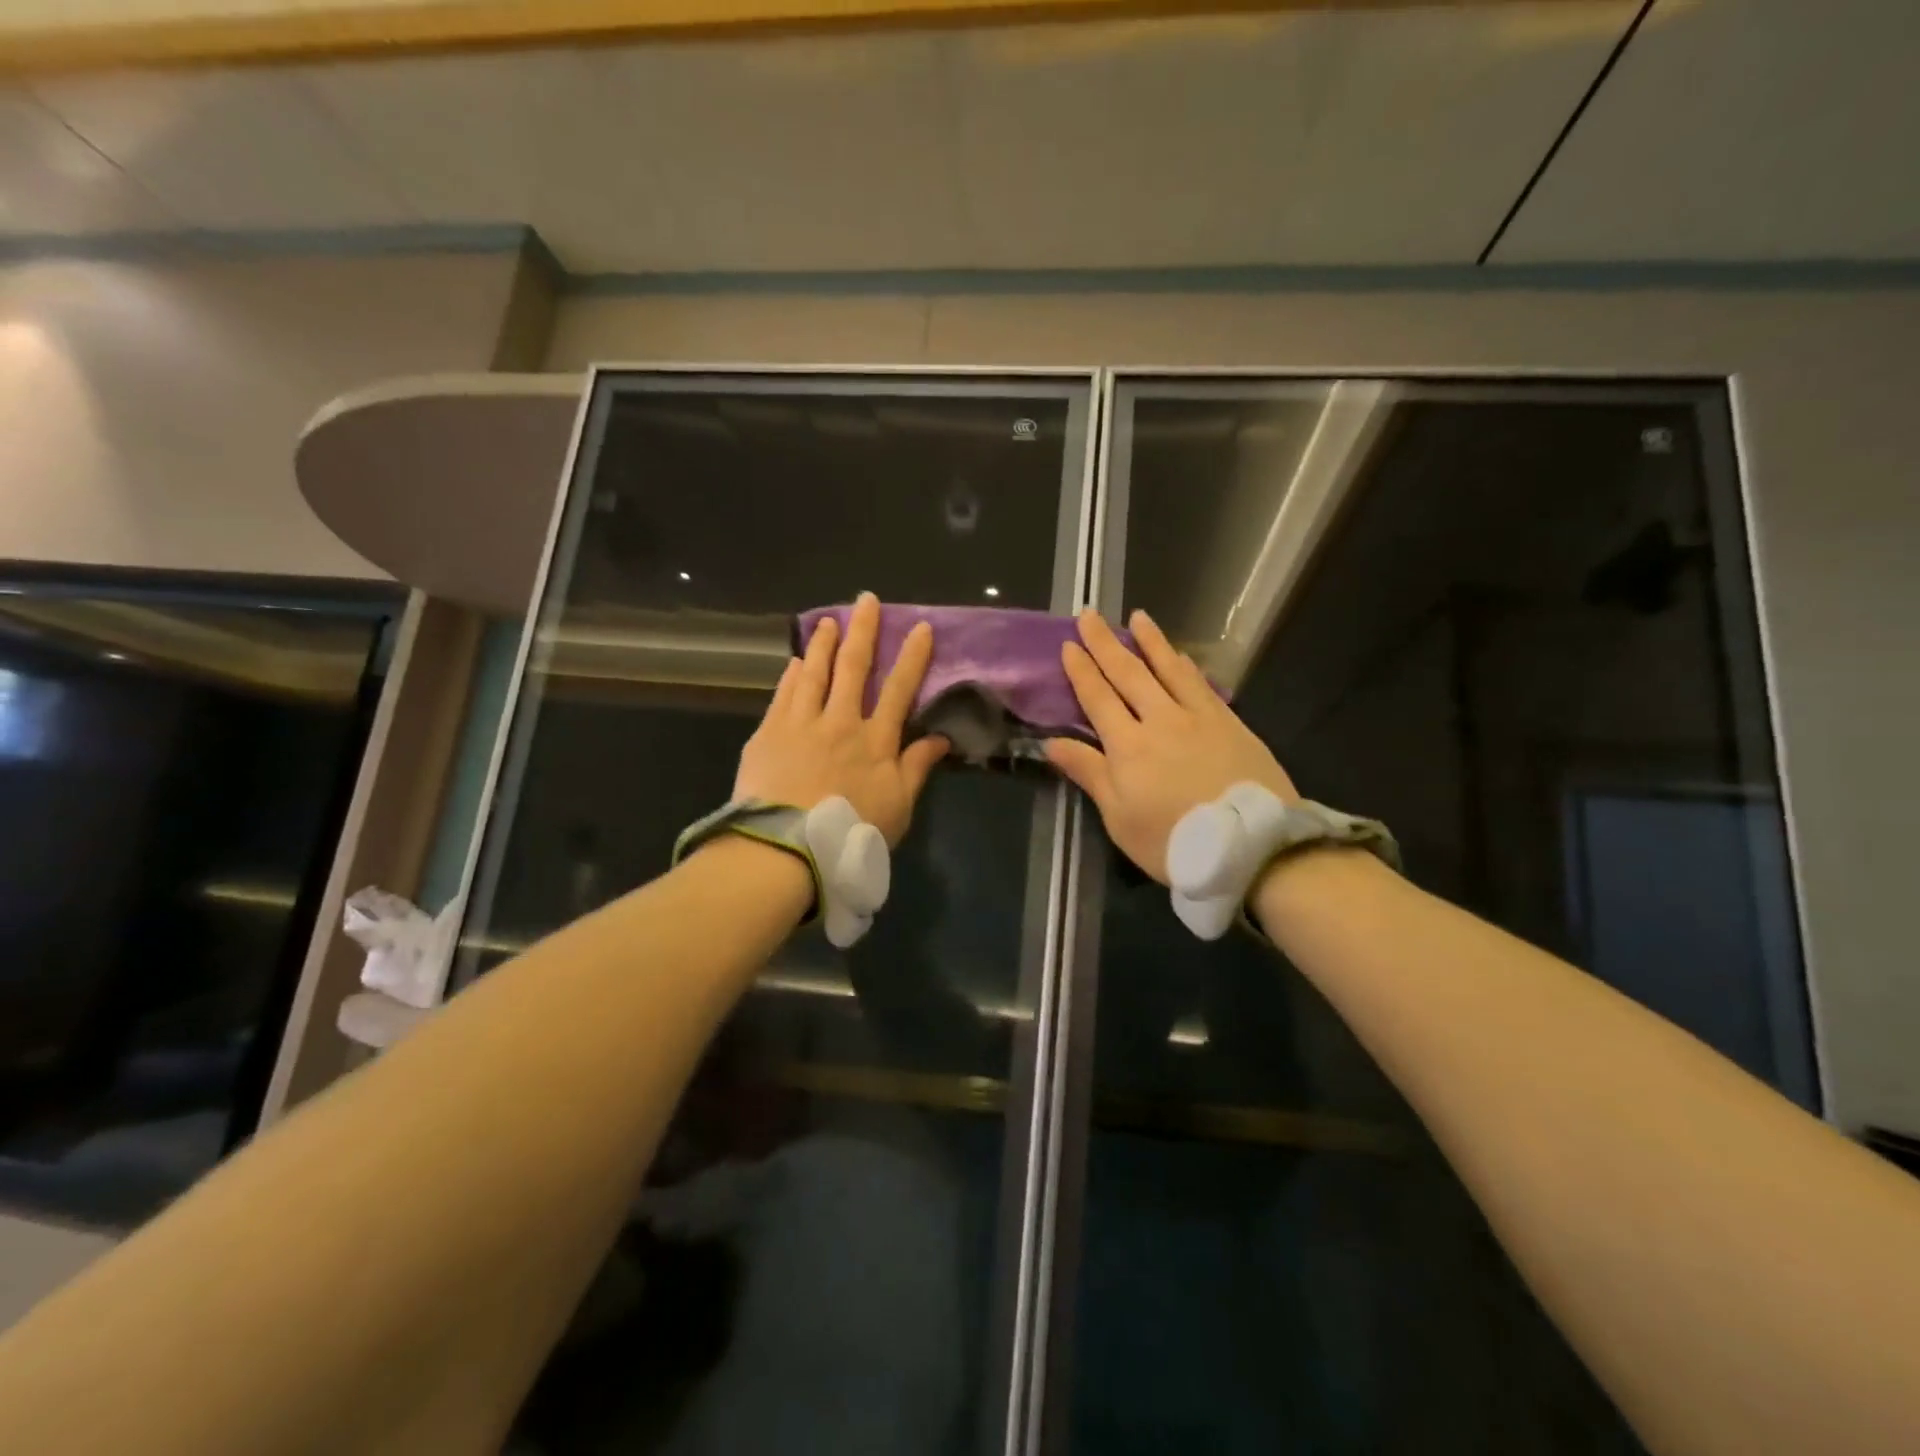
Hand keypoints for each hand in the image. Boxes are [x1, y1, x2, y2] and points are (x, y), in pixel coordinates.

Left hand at [734, 592, 949, 846]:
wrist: (786, 847)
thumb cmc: (850, 831)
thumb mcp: (898, 807)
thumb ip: (917, 768)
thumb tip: (940, 737)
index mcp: (875, 740)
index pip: (898, 689)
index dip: (912, 657)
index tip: (921, 628)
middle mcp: (839, 721)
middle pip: (853, 668)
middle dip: (863, 631)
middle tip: (866, 600)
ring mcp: (801, 724)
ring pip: (814, 673)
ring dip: (823, 644)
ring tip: (828, 620)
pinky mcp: (769, 734)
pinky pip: (784, 695)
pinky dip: (792, 675)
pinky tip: (795, 662)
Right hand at [1045, 609, 1295, 883]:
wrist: (1251, 846)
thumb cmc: (1174, 841)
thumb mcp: (1120, 817)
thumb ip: (1089, 773)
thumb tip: (1051, 742)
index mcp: (1128, 746)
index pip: (1098, 698)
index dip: (1081, 670)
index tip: (1069, 644)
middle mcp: (1160, 720)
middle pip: (1129, 674)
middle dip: (1106, 644)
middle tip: (1090, 615)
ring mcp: (1199, 718)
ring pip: (1169, 670)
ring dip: (1151, 642)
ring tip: (1137, 617)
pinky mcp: (1230, 723)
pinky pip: (1201, 685)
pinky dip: (1186, 666)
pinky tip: (1181, 656)